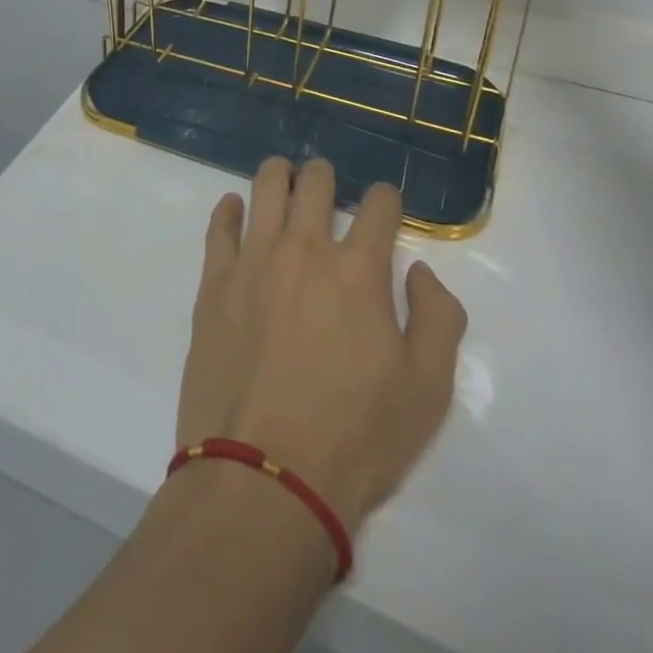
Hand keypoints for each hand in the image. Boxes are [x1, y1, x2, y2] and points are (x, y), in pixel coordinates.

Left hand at [176, 158, 467, 533]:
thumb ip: (438, 318)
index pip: (379, 205)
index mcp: (359, 271)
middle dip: (326, 176)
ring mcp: (253, 261)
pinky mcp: (214, 283)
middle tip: (327, 185)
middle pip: (315, 182)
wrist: (264, 477)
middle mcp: (304, 250)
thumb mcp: (427, 391)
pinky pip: (220, 227)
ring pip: (265, 188)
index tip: (386, 207)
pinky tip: (236, 207)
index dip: (388, 199)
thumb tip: (419, 271)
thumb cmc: (355, 438)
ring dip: (279, 175)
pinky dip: (229, 209)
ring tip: (284, 178)